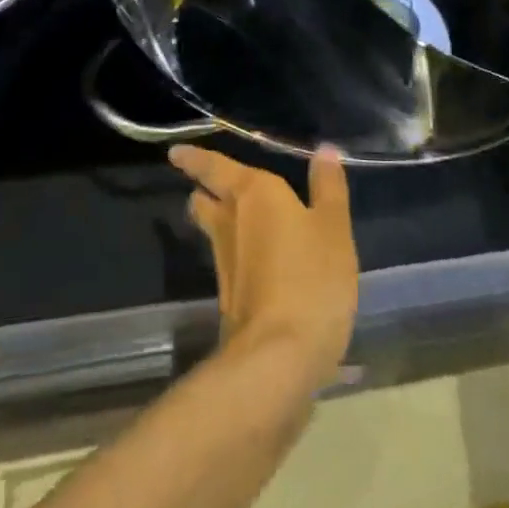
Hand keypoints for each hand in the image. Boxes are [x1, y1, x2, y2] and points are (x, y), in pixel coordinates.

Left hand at [169, 145, 358, 389]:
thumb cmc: (311, 277)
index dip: (194, 158)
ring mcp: (224, 263)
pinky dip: (235, 253)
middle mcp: (229, 221)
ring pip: (212, 231)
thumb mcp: (333, 228)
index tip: (175, 152)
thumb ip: (328, 188)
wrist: (278, 357)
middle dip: (203, 190)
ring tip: (233, 216)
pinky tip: (255, 260)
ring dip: (216, 221)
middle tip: (206, 184)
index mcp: (252, 193)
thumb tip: (324, 150)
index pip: (213, 166)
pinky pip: (227, 261)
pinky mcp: (228, 298)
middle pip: (204, 199)